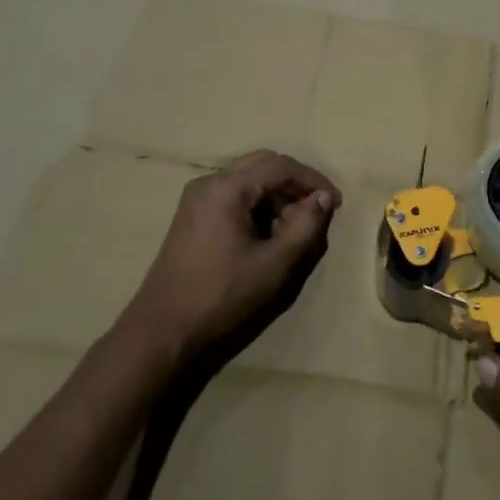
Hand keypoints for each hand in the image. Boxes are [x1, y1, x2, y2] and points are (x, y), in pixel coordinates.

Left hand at [115, 150, 340, 366]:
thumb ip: (307, 225)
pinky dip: (258, 207)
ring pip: (249, 180)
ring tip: (294, 230)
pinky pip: (234, 197)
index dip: (314, 181)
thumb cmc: (223, 297)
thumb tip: (324, 198)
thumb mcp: (276, 264)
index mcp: (226, 189)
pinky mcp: (193, 218)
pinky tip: (268, 237)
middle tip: (316, 212)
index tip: (337, 204)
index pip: (281, 166)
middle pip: (263, 165)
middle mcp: (209, 184)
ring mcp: (197, 200)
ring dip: (277, 196)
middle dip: (295, 184)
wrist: (163, 334)